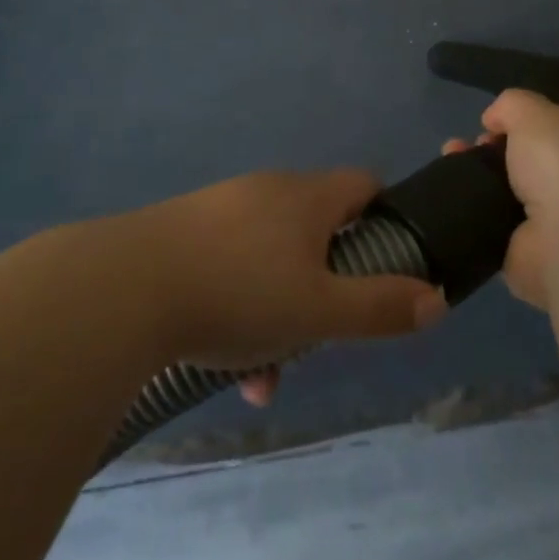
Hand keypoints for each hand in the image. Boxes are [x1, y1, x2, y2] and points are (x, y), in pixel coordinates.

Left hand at [124, 170, 447, 398]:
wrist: (124, 288)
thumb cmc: (238, 293)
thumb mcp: (319, 311)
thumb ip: (380, 306)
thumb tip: (435, 299)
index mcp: (306, 196)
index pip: (364, 184)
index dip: (384, 219)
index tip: (385, 266)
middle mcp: (267, 190)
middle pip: (317, 228)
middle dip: (326, 284)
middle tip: (322, 331)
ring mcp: (221, 208)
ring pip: (271, 258)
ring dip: (280, 311)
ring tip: (266, 374)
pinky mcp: (184, 231)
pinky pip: (230, 267)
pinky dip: (240, 307)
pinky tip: (225, 364)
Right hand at [444, 88, 558, 310]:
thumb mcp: (533, 111)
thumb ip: (511, 106)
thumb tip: (495, 121)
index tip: (545, 93)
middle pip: (543, 149)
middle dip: (508, 139)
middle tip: (482, 134)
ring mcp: (558, 214)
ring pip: (514, 184)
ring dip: (483, 170)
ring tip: (453, 154)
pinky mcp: (529, 248)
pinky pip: (493, 219)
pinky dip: (471, 205)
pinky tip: (449, 185)